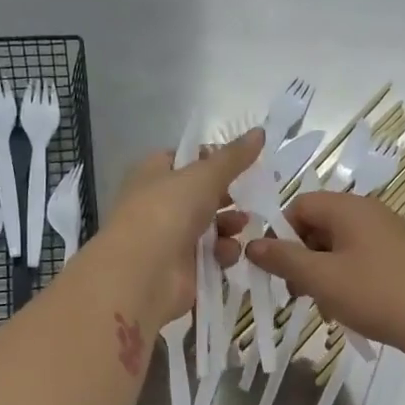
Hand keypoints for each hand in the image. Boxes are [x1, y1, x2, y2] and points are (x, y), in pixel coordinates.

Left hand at [95, 129, 262, 329]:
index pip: (184, 159)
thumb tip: (259, 131)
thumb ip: (233, 157)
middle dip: (227, 196)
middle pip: (201, 195)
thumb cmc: (167, 211)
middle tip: (253, 194)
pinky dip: (223, 253)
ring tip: (243, 225)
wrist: (144, 273)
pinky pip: (211, 255)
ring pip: (209, 226)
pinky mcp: (183, 269)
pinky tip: (230, 253)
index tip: (241, 161)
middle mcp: (159, 204)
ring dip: (230, 224)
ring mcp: (170, 238)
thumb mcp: (204, 176)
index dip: (212, 158)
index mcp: (153, 173)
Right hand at [245, 190, 404, 354]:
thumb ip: (282, 259)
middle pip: (318, 225)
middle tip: (296, 293)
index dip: (280, 233)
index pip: (299, 205)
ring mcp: (389, 233)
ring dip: (322, 273)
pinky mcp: (402, 256)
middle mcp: (369, 212)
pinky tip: (348, 308)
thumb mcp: (320, 278)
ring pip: (339, 246)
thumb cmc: (375, 293)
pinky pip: (361, 259)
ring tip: (323, 307)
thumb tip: (251, 245)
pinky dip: (346, 279)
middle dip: (301, 257)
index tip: (276, 267)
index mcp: (348, 207)